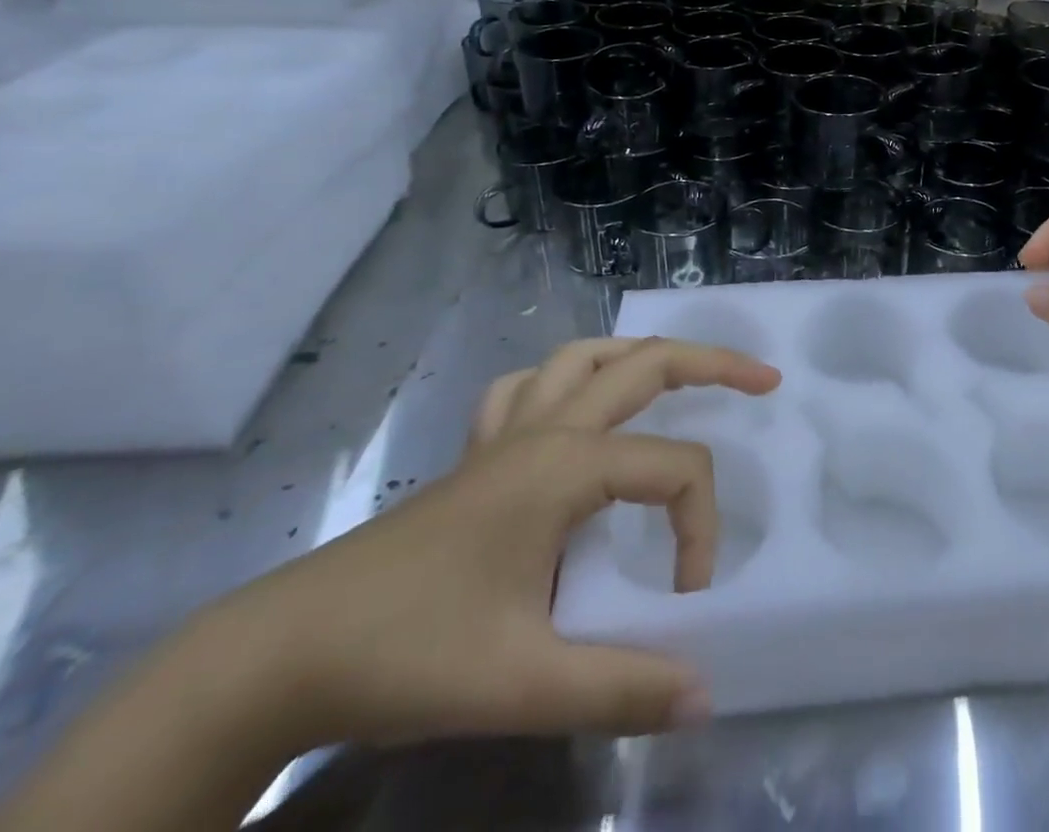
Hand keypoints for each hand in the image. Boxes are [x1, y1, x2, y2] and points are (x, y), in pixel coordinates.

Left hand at [215, 337, 780, 747]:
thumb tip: (705, 694)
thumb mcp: (523, 683)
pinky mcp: (475, 455)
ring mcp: (506, 434)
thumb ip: (622, 688)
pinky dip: (562, 379)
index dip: (700, 529)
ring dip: (637, 354)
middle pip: (644, 363)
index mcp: (566, 464)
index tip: (688, 601)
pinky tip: (568, 407)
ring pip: (584, 356)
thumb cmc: (410, 652)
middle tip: (762, 379)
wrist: (285, 653)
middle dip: (712, 362)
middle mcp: (545, 428)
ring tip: (676, 373)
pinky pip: (526, 388)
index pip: (674, 470)